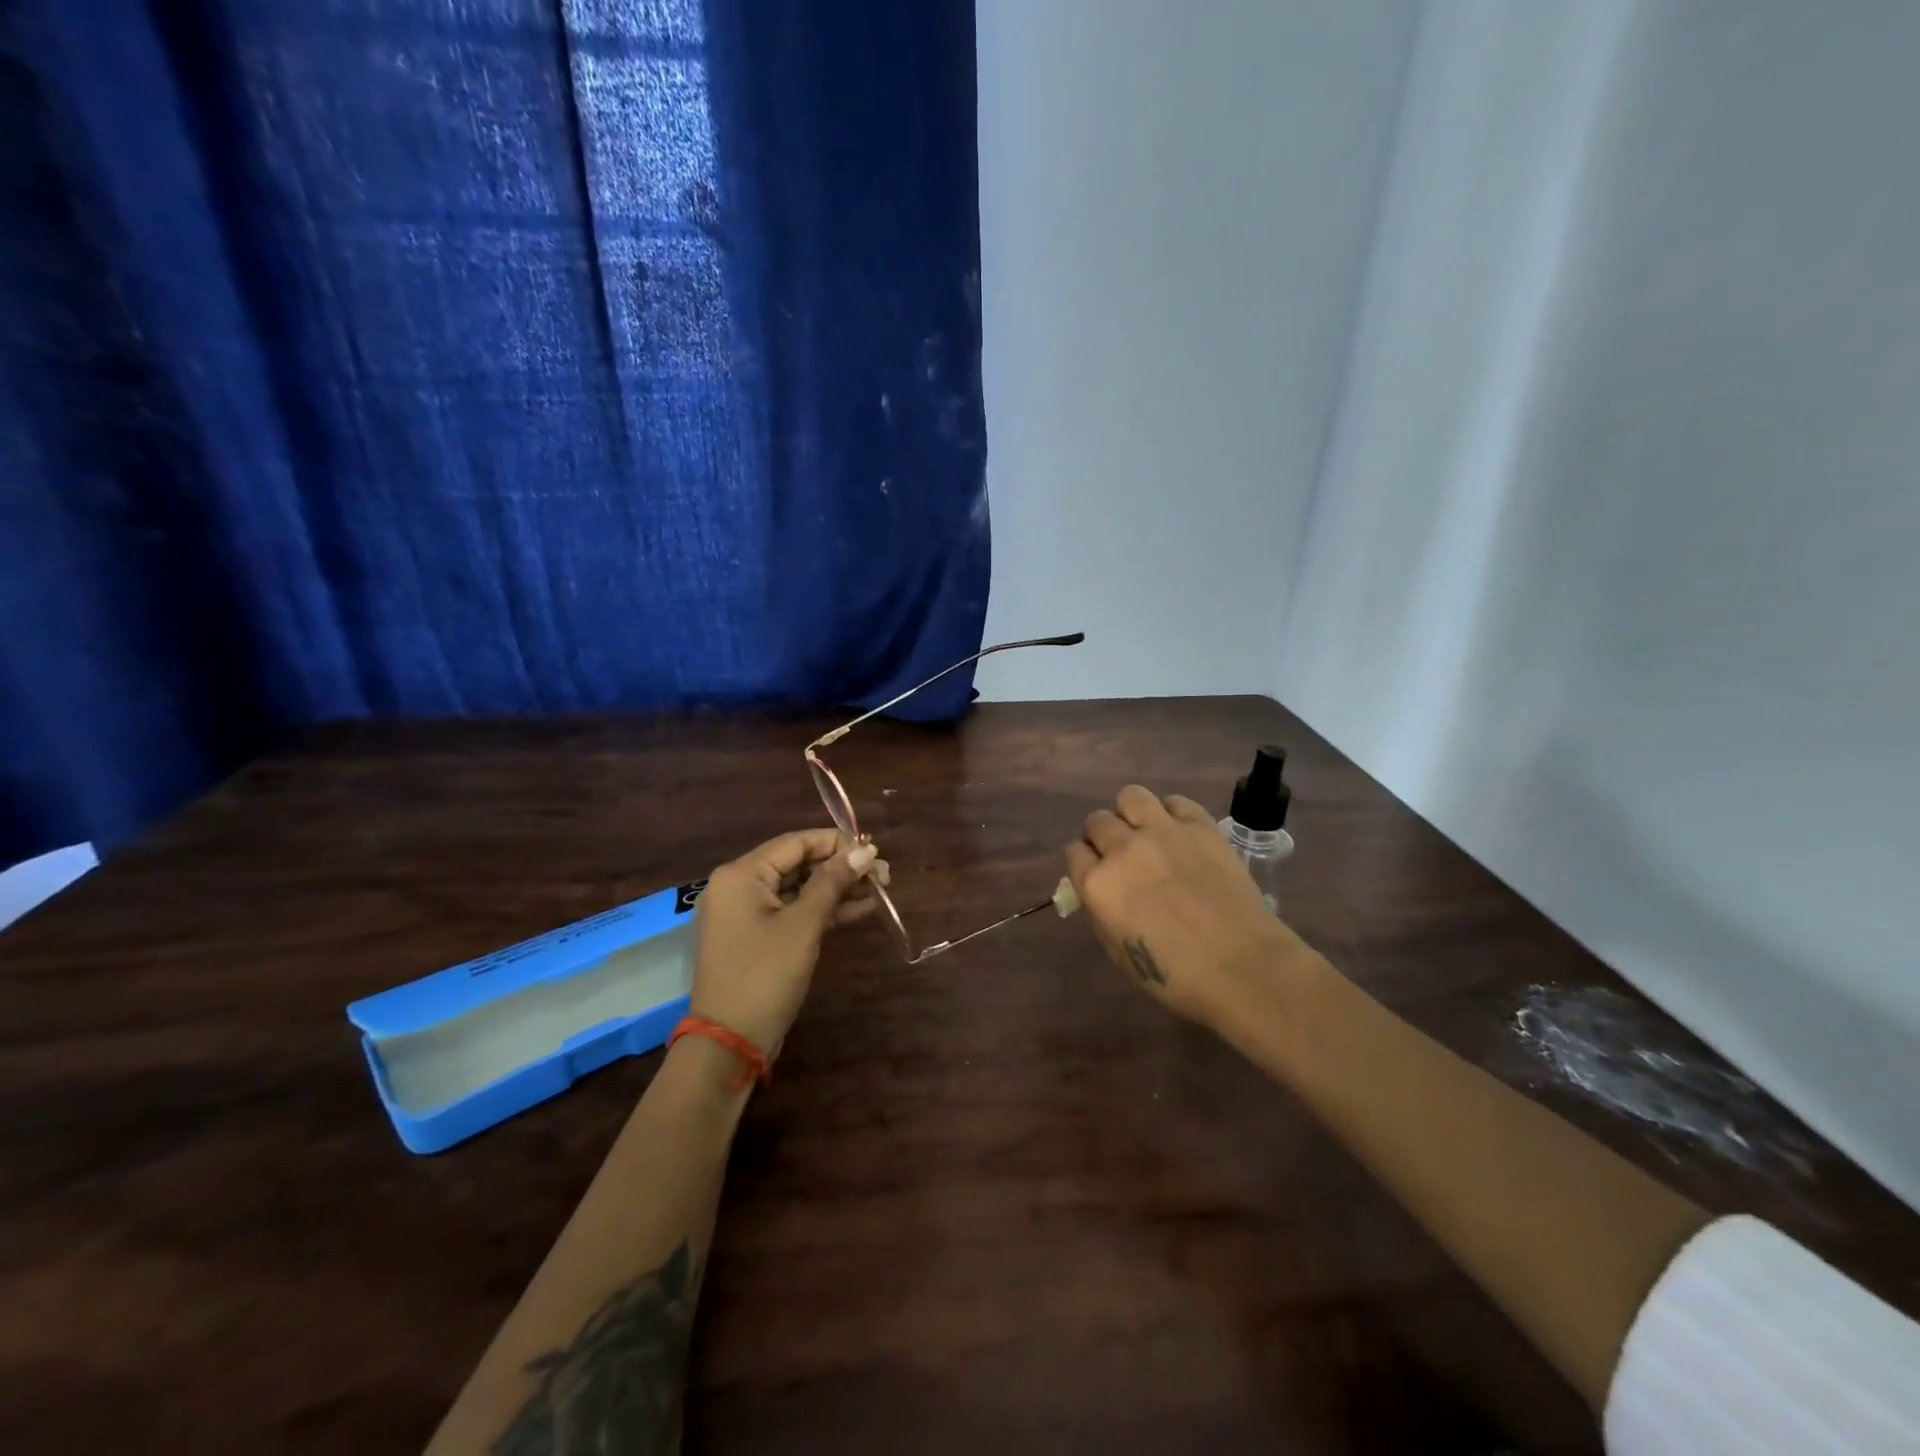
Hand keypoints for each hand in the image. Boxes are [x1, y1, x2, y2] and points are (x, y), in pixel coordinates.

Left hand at [688, 829, 885, 1056]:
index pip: (796, 842)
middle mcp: (739, 885)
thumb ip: (833, 882)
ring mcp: (746, 912)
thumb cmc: (765, 975)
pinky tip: (861, 908)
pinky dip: (822, 910)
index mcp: (741, 874)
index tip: (874, 852)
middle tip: (882, 875)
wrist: (730, 1042)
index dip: (837, 843)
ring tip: (879, 890)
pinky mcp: (756, 936)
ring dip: (836, 888)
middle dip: (840, 867)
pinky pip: (792, 911)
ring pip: (798, 888)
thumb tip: (864, 851)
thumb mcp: (804, 925)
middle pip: (797, 863)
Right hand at [1065, 785, 1293, 1033]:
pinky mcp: (1200, 826)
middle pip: (1097, 821)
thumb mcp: (1119, 954)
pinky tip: (1180, 834)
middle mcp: (1123, 848)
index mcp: (1097, 884)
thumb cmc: (1176, 976)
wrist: (1243, 967)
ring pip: (1131, 796)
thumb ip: (1101, 915)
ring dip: (1131, 814)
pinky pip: (1175, 802)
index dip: (1083, 863)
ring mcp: (1163, 832)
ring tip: (1146, 833)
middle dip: (1102, 837)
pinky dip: (1171, 814)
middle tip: (1121, 857)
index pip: (1073, 852)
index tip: (1095, 874)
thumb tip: (1101, 893)